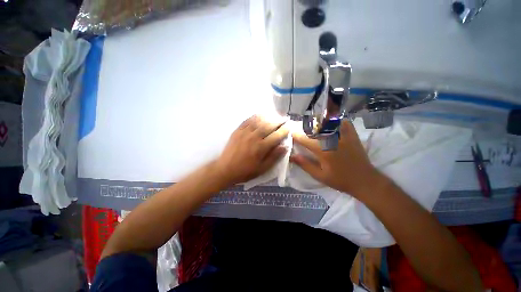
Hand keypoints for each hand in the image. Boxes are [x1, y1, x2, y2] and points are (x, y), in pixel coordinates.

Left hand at [215, 115, 288, 185]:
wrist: (225, 169)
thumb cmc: (245, 171)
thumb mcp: (262, 168)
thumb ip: (274, 157)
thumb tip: (285, 146)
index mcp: (261, 147)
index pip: (276, 135)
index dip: (284, 130)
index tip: (289, 126)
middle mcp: (254, 137)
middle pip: (269, 125)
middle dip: (278, 121)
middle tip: (284, 118)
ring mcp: (245, 132)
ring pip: (259, 121)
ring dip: (268, 117)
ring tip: (275, 115)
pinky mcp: (238, 130)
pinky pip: (248, 120)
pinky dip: (256, 116)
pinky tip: (260, 115)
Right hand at [290, 120, 382, 196]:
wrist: (364, 181)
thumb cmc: (340, 180)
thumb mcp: (320, 176)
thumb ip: (305, 165)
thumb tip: (292, 156)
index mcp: (324, 152)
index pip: (306, 140)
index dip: (297, 136)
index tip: (292, 134)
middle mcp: (333, 141)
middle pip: (316, 129)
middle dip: (306, 128)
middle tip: (301, 130)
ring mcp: (344, 137)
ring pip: (329, 123)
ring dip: (319, 123)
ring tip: (314, 125)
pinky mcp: (353, 136)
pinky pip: (344, 123)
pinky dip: (337, 121)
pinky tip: (332, 124)